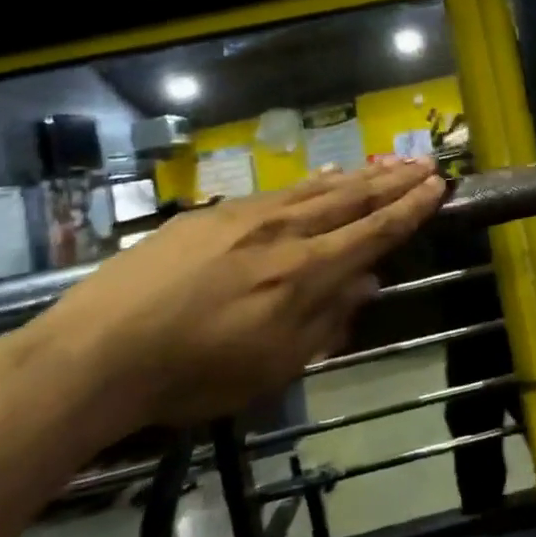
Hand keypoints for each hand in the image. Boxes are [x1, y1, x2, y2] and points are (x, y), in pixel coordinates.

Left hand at [37, 160, 446, 431]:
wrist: (98, 350)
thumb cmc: (192, 374)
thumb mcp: (272, 366)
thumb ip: (326, 320)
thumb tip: (366, 282)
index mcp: (304, 271)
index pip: (373, 231)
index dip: (409, 209)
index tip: (437, 186)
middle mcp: (284, 231)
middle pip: (351, 198)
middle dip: (392, 180)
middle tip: (423, 162)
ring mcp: (246, 215)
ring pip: (316, 188)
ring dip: (357, 175)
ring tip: (385, 162)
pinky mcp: (212, 213)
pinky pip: (278, 191)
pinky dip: (311, 183)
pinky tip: (321, 178)